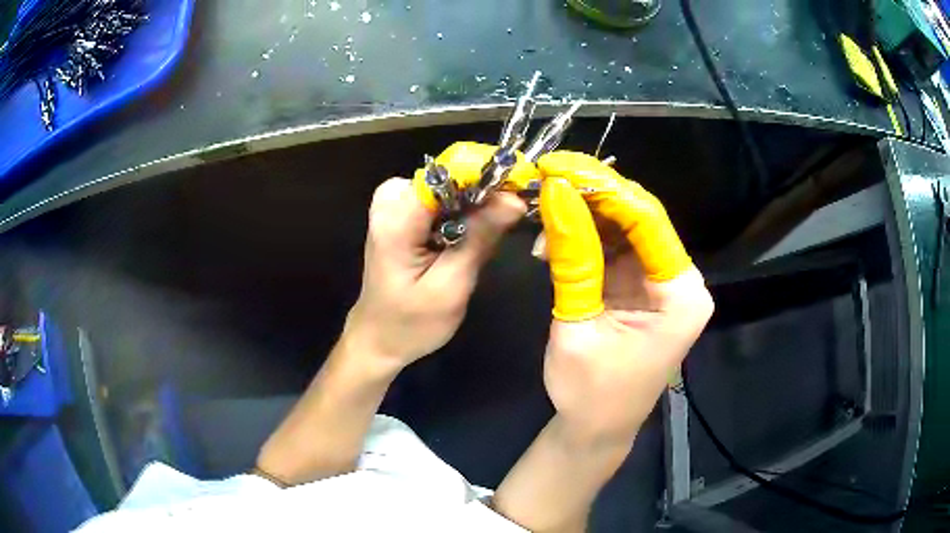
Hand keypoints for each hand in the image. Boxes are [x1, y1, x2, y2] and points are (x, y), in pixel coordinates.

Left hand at [345, 142, 528, 370]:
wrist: (377, 338)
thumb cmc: (411, 323)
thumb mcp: (451, 287)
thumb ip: (480, 239)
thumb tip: (514, 198)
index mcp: (396, 217)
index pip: (450, 174)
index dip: (489, 179)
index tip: (522, 192)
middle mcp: (391, 199)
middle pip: (452, 177)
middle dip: (485, 197)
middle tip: (506, 227)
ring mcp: (394, 202)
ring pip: (451, 187)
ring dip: (476, 208)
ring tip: (485, 241)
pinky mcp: (401, 210)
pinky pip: (443, 198)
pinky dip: (461, 215)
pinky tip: (467, 240)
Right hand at [537, 151, 713, 443]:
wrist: (596, 429)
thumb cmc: (590, 392)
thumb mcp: (577, 324)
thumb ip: (571, 257)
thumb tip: (555, 193)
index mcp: (681, 294)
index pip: (647, 221)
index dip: (604, 188)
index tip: (559, 165)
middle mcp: (680, 281)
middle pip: (638, 220)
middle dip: (591, 196)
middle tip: (547, 177)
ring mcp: (660, 283)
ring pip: (623, 230)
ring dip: (583, 217)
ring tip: (543, 212)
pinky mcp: (641, 288)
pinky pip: (614, 250)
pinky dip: (584, 240)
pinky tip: (553, 239)